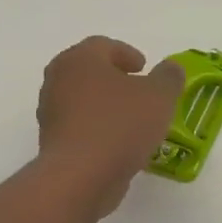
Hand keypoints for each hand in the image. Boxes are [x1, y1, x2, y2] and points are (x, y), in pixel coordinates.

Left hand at [36, 37, 184, 217]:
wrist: (80, 177)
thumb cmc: (120, 125)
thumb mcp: (159, 96)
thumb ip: (169, 77)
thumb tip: (171, 68)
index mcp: (80, 59)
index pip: (103, 45)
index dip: (127, 53)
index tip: (144, 68)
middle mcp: (58, 79)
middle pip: (89, 70)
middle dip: (115, 78)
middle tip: (138, 90)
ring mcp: (50, 112)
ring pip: (82, 99)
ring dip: (106, 104)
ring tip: (133, 120)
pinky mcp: (51, 141)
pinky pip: (79, 125)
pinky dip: (98, 127)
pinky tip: (119, 142)